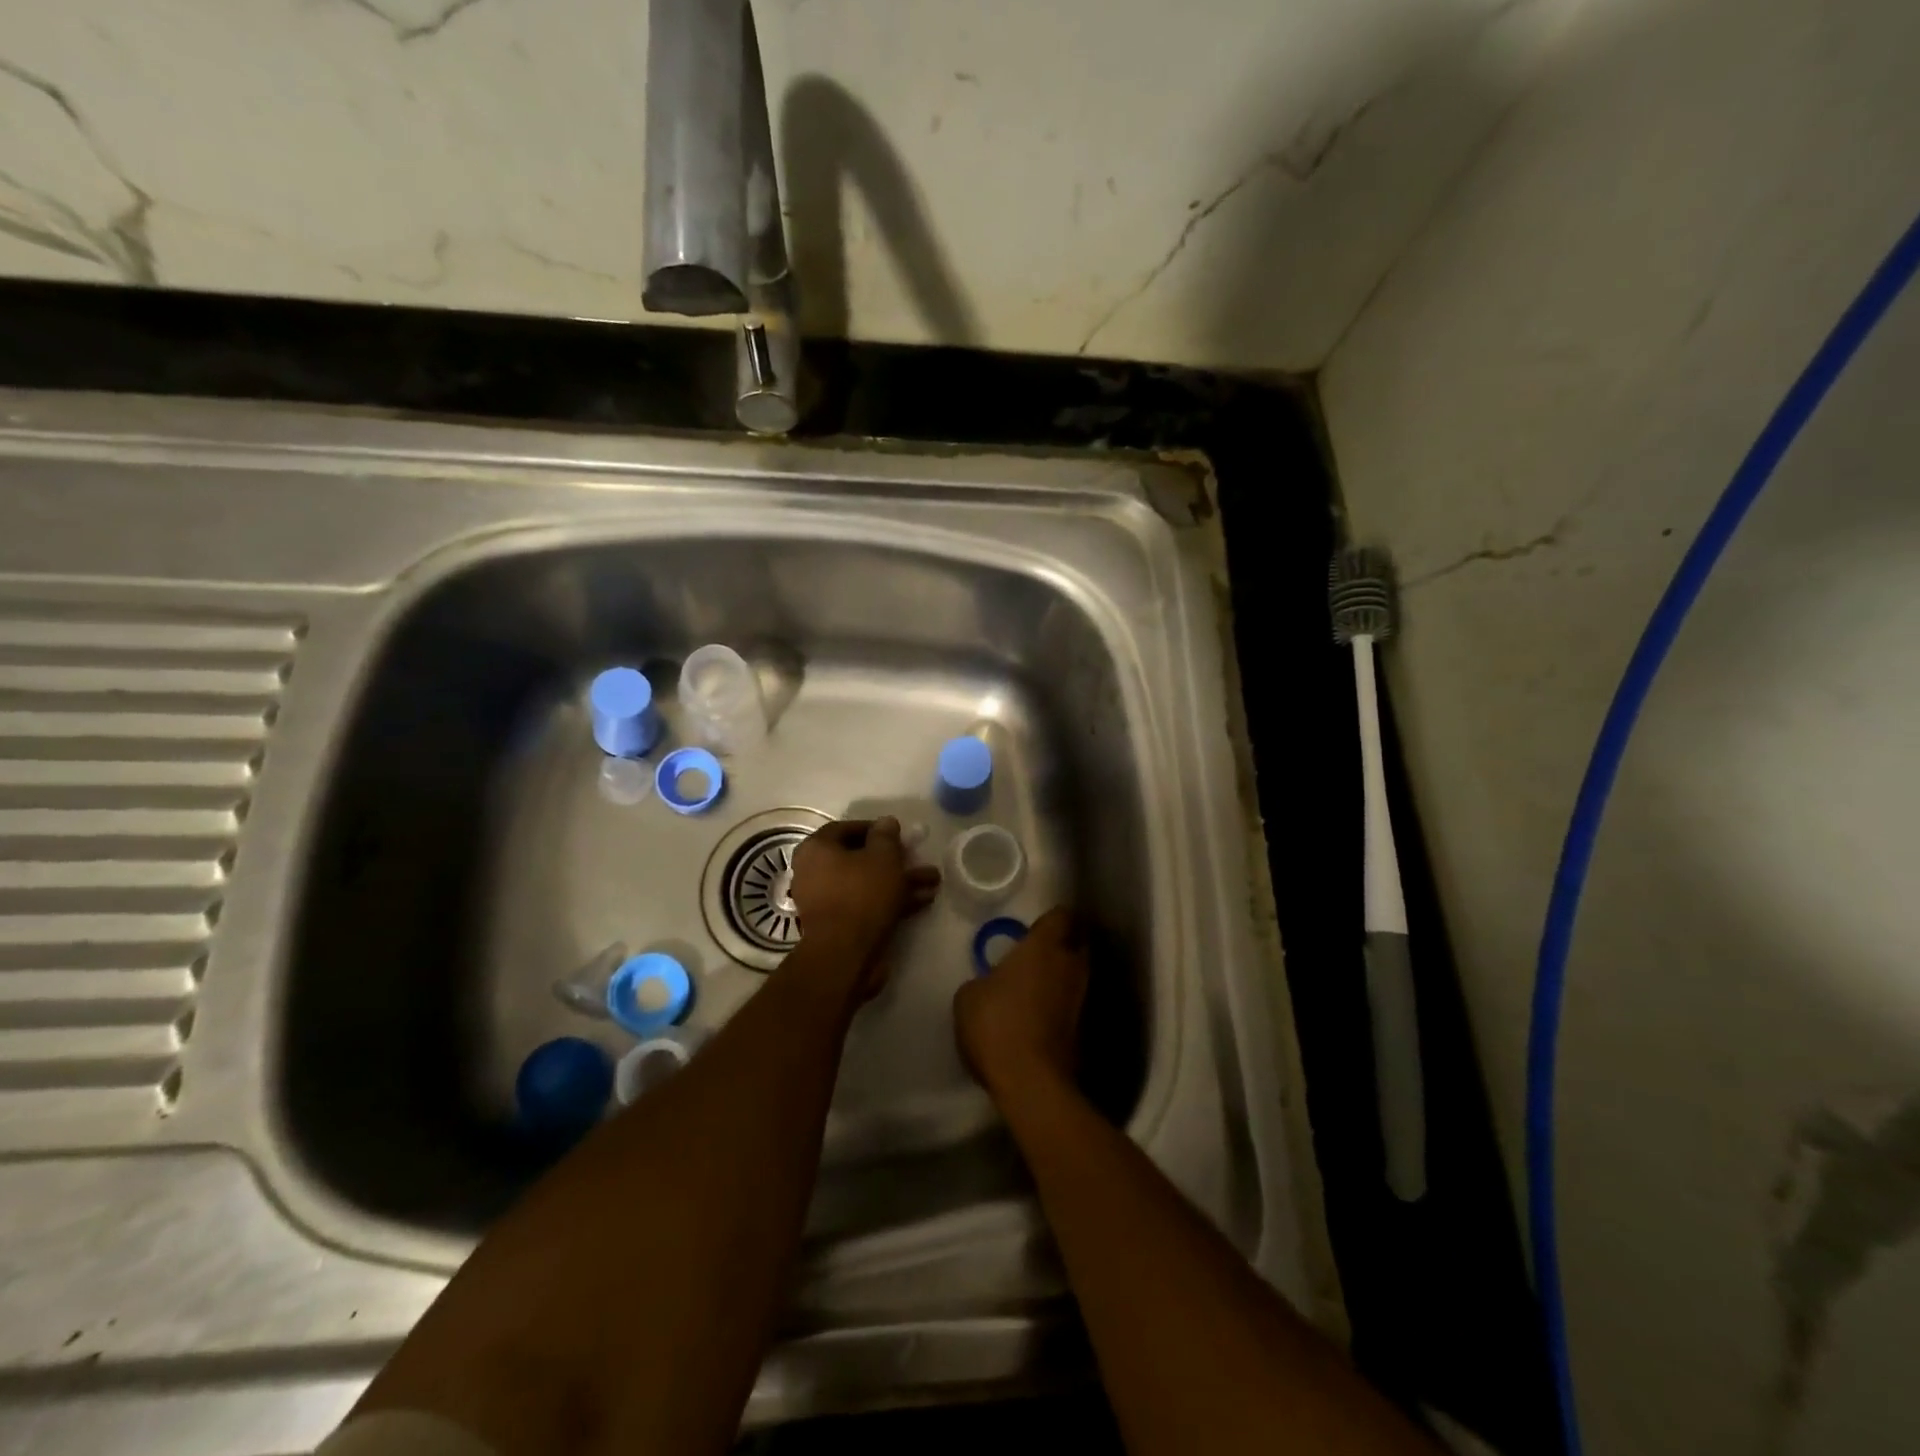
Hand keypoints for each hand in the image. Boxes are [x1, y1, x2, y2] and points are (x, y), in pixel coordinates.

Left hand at [789, 817, 939, 979]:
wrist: (845, 954)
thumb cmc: (861, 894)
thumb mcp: (882, 856)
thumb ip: (886, 835)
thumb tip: (886, 822)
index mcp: (816, 849)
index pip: (844, 828)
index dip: (874, 828)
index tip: (899, 834)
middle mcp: (814, 872)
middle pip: (858, 858)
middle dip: (893, 859)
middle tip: (917, 857)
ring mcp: (826, 902)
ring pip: (867, 883)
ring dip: (899, 881)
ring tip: (933, 881)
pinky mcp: (840, 926)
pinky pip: (867, 904)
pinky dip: (892, 901)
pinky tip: (923, 900)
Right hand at [954, 906, 1088, 1101]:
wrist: (1031, 1081)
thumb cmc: (996, 1024)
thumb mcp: (969, 996)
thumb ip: (984, 979)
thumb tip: (992, 984)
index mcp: (1044, 947)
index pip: (1061, 916)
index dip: (1050, 919)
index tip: (1035, 928)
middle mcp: (1071, 965)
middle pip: (1076, 943)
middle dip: (1062, 945)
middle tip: (1037, 955)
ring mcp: (1082, 998)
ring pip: (1077, 975)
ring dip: (1062, 977)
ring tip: (1037, 987)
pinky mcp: (1085, 1029)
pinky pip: (1074, 1004)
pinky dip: (1062, 1005)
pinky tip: (1041, 1016)